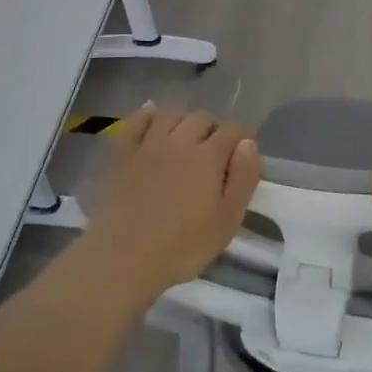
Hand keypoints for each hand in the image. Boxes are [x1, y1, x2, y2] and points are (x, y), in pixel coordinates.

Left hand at [82, 105, 261, 303]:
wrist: (123, 257)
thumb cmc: (182, 246)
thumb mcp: (228, 221)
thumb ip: (244, 178)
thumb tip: (248, 144)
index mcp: (209, 156)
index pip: (233, 130)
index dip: (243, 136)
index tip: (244, 151)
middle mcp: (180, 140)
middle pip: (202, 118)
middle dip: (214, 128)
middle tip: (215, 150)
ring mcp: (148, 144)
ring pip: (171, 114)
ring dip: (183, 120)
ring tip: (186, 138)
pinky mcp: (122, 153)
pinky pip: (137, 121)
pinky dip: (148, 115)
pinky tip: (153, 120)